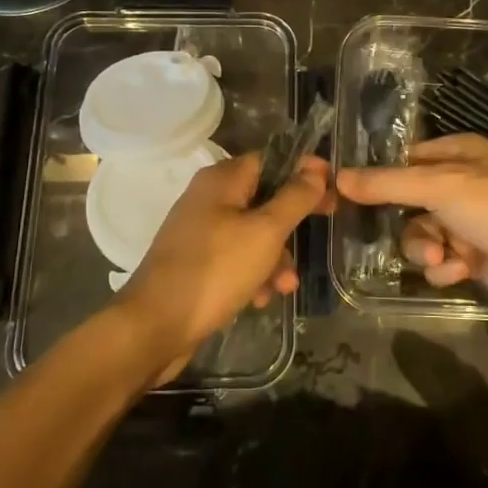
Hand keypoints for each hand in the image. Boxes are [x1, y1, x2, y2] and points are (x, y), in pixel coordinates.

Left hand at [115, 152, 330, 378]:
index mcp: (222, 180)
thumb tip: (316, 168)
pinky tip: (261, 299)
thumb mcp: (265, 232)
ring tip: (285, 286)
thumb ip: (294, 198)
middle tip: (324, 228)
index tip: (333, 190)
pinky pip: (235, 258)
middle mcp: (208, 198)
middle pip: (263, 198)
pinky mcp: (196, 262)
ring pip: (252, 233)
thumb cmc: (215, 271)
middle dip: (291, 223)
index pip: (271, 160)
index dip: (303, 172)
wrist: (155, 326)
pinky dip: (253, 273)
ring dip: (275, 257)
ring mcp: (199, 232)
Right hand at [335, 134, 487, 319]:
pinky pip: (442, 261)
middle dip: (411, 227)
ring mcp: (470, 223)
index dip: (378, 178)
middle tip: (419, 241)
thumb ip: (388, 184)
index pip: (405, 161)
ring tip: (443, 260)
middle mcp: (462, 185)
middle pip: (409, 204)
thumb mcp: (442, 186)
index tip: (346, 195)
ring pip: (422, 236)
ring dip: (427, 250)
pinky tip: (462, 271)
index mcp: (459, 154)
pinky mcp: (476, 258)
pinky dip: (447, 268)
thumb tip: (336, 177)